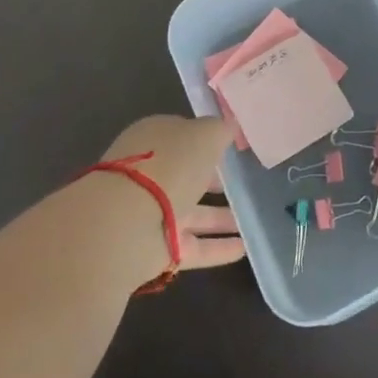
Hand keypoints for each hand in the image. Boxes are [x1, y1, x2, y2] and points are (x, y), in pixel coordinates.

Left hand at [95, 115, 245, 277]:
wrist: (127, 222)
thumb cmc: (170, 164)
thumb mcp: (205, 134)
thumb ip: (220, 130)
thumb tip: (228, 128)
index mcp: (154, 140)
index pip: (182, 137)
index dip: (205, 141)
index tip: (230, 149)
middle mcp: (150, 175)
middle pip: (185, 176)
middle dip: (212, 181)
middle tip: (242, 185)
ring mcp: (151, 213)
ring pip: (192, 213)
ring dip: (219, 218)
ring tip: (251, 220)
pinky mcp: (155, 249)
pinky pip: (193, 246)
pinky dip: (216, 248)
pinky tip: (243, 248)